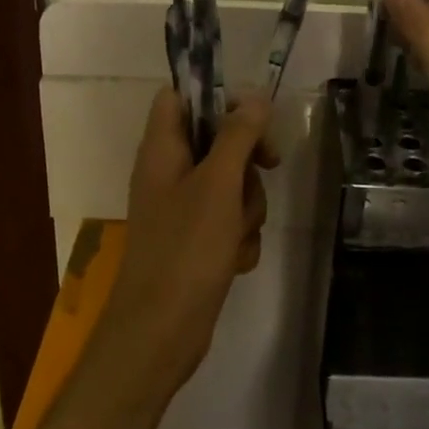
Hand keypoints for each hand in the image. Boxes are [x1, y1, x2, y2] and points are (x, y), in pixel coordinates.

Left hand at [91, 90, 277, 403]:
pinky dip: (238, 236)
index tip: (252, 115)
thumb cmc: (186, 249)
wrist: (161, 331)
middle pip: (216, 140)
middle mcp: (168, 172)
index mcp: (161, 149)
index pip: (180, 96)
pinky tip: (234, 259)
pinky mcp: (195, 240)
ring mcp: (182, 208)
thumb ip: (238, 135)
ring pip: (230, 183)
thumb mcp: (218, 184)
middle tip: (268, 168)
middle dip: (246, 161)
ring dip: (246, 206)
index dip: (216, 97)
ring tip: (237, 233)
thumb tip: (255, 96)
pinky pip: (228, 220)